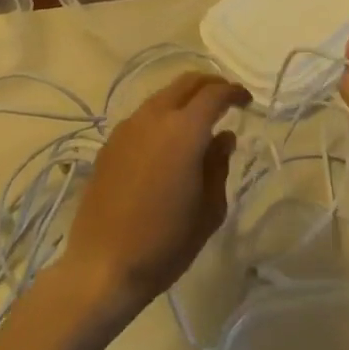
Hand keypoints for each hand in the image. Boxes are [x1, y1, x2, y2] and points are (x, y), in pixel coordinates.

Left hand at [62, 73, 249, 318]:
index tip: (246, 101)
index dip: (233, 92)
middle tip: (226, 99)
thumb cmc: (164, 243)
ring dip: (184, 99)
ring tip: (198, 120)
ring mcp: (128, 128)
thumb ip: (219, 165)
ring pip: (163, 96)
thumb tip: (223, 137)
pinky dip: (163, 116)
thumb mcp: (208, 210)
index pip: (214, 94)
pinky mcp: (110, 144)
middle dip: (210, 84)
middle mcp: (154, 117)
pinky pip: (143, 116)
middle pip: (186, 82)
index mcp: (184, 130)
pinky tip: (168, 142)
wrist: (101, 267)